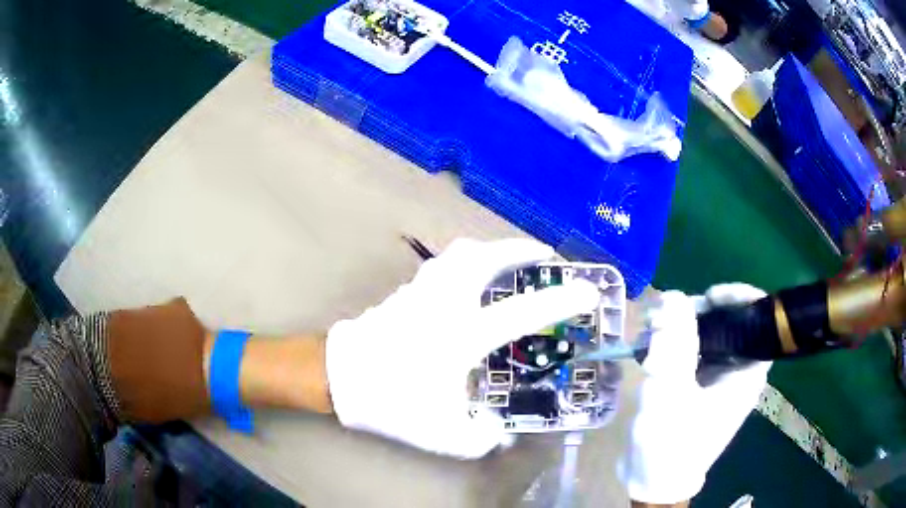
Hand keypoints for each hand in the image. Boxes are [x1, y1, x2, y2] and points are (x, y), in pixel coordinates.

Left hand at [325, 238, 599, 457]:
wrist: (338, 378)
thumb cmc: (391, 401)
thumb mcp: (442, 433)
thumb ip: (480, 438)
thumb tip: (498, 432)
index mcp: (461, 335)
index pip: (522, 312)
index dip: (560, 301)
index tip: (588, 291)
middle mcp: (445, 303)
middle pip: (485, 257)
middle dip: (520, 250)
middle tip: (543, 255)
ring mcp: (422, 292)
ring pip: (460, 253)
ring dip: (491, 250)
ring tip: (509, 259)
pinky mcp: (406, 293)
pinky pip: (443, 264)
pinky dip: (466, 261)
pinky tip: (469, 278)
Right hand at [620, 284, 771, 503]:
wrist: (653, 481)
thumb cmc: (670, 443)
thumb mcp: (670, 393)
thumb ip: (674, 344)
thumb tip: (673, 296)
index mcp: (746, 374)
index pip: (759, 322)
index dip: (740, 299)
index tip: (709, 296)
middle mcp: (737, 373)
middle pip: (731, 325)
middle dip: (703, 312)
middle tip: (669, 311)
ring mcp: (718, 380)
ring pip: (710, 337)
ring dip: (684, 326)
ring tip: (653, 326)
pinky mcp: (699, 386)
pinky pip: (693, 353)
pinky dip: (675, 344)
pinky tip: (651, 346)